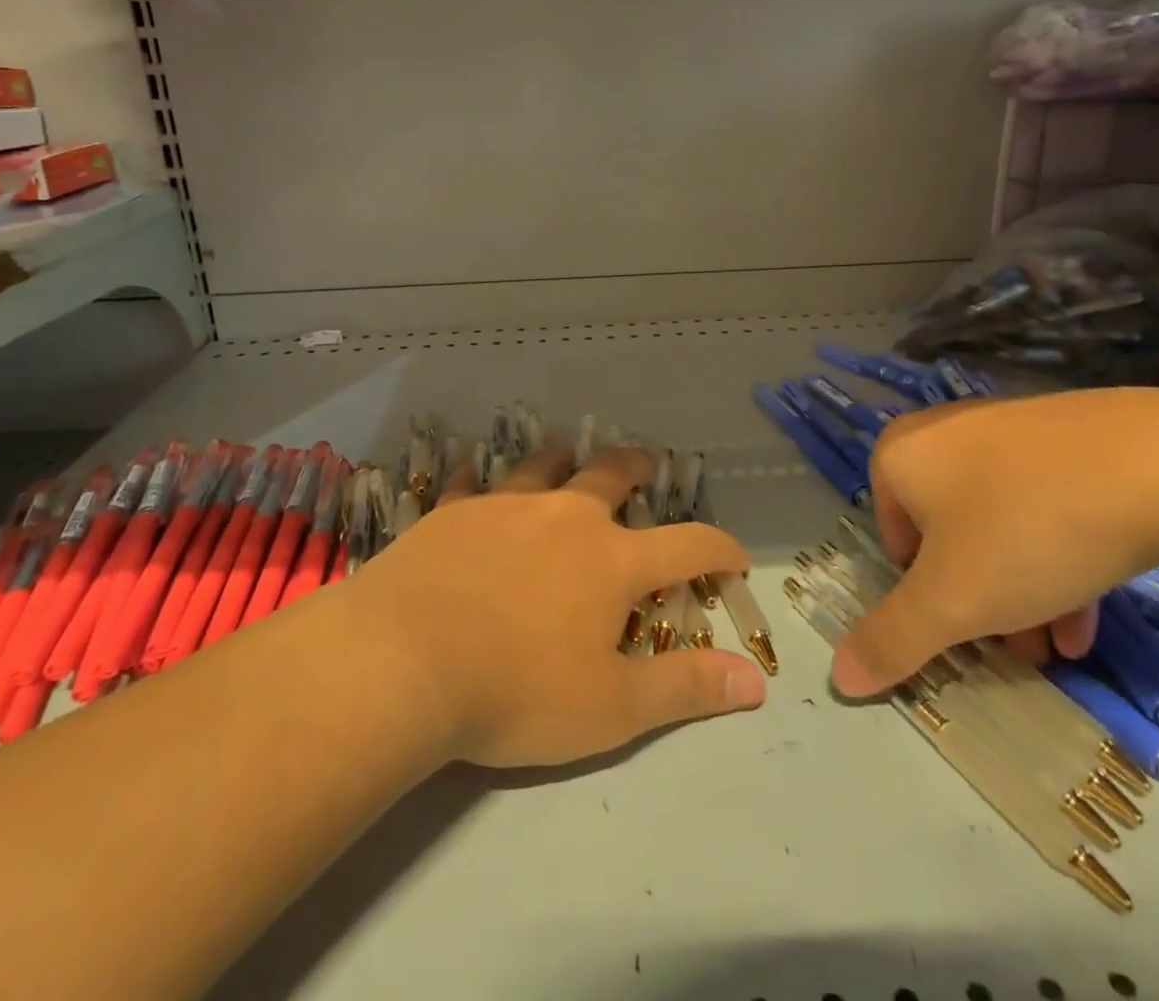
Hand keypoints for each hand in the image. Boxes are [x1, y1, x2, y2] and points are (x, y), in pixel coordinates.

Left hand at [344, 443, 766, 766]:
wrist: (402, 662)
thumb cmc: (515, 692)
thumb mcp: (611, 708)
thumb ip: (685, 689)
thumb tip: (756, 679)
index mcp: (610, 561)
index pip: (686, 546)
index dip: (719, 549)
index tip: (736, 556)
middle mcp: (564, 518)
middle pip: (610, 476)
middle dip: (636, 467)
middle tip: (646, 461)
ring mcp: (504, 507)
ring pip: (542, 466)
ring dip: (560, 458)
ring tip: (565, 451)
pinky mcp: (452, 512)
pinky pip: (470, 485)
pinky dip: (478, 481)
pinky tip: (469, 479)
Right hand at [832, 389, 1158, 697]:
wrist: (1155, 464)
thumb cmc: (1024, 528)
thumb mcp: (952, 600)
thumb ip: (892, 638)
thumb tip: (840, 677)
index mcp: (901, 456)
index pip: (893, 538)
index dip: (924, 594)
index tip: (964, 626)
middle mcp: (944, 434)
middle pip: (948, 536)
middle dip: (978, 602)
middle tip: (1015, 649)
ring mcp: (1008, 431)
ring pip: (1000, 526)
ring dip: (1021, 593)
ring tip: (1058, 649)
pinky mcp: (1068, 438)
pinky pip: (1044, 505)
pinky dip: (1057, 558)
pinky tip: (1090, 616)